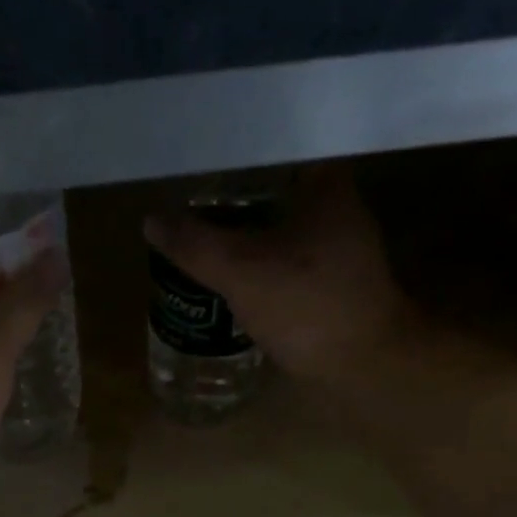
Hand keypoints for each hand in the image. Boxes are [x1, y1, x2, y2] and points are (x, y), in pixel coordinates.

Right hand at [144, 165, 424, 386]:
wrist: (365, 367)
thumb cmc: (308, 306)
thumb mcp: (241, 271)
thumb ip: (194, 244)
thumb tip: (151, 220)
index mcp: (324, 184)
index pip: (271, 150)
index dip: (230, 157)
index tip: (194, 168)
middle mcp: (338, 209)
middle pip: (273, 192)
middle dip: (232, 201)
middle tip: (189, 208)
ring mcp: (340, 251)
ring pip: (281, 231)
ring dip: (245, 237)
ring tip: (202, 242)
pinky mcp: (335, 288)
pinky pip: (288, 265)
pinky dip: (261, 269)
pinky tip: (234, 281)